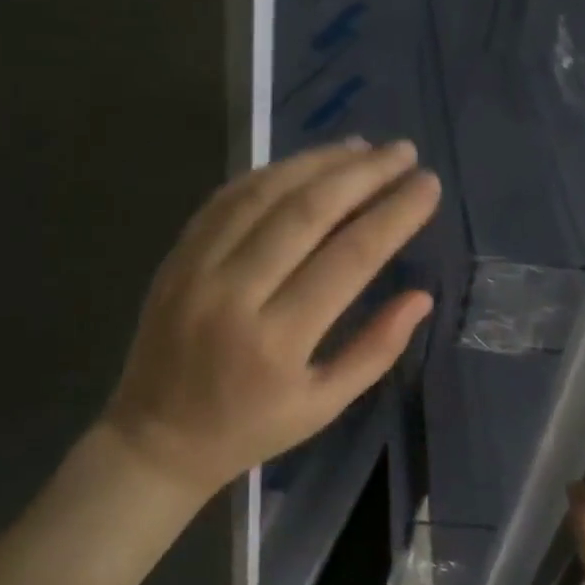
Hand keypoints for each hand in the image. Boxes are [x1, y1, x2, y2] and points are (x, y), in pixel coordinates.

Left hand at [101, 138, 438, 501]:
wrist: (156, 437)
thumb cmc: (249, 429)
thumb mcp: (321, 407)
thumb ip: (374, 350)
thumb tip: (421, 296)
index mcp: (279, 341)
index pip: (350, 257)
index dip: (394, 214)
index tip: (428, 185)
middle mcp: (235, 294)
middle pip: (307, 212)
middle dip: (363, 174)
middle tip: (403, 151)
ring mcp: (198, 269)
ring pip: (263, 194)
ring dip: (316, 162)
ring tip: (361, 147)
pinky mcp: (176, 257)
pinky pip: (225, 200)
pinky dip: (267, 175)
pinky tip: (301, 164)